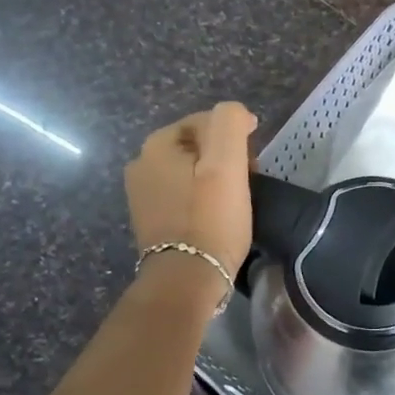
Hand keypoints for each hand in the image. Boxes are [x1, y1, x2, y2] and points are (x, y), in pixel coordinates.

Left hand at [124, 102, 256, 294]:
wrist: (185, 280)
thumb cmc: (210, 220)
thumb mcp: (226, 164)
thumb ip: (230, 123)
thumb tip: (236, 114)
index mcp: (156, 145)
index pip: (207, 121)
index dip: (236, 137)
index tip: (254, 164)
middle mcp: (141, 163)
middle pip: (198, 146)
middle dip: (224, 158)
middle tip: (247, 183)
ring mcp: (141, 193)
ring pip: (190, 170)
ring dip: (214, 179)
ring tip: (234, 202)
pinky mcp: (149, 218)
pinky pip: (182, 194)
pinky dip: (201, 198)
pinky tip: (215, 217)